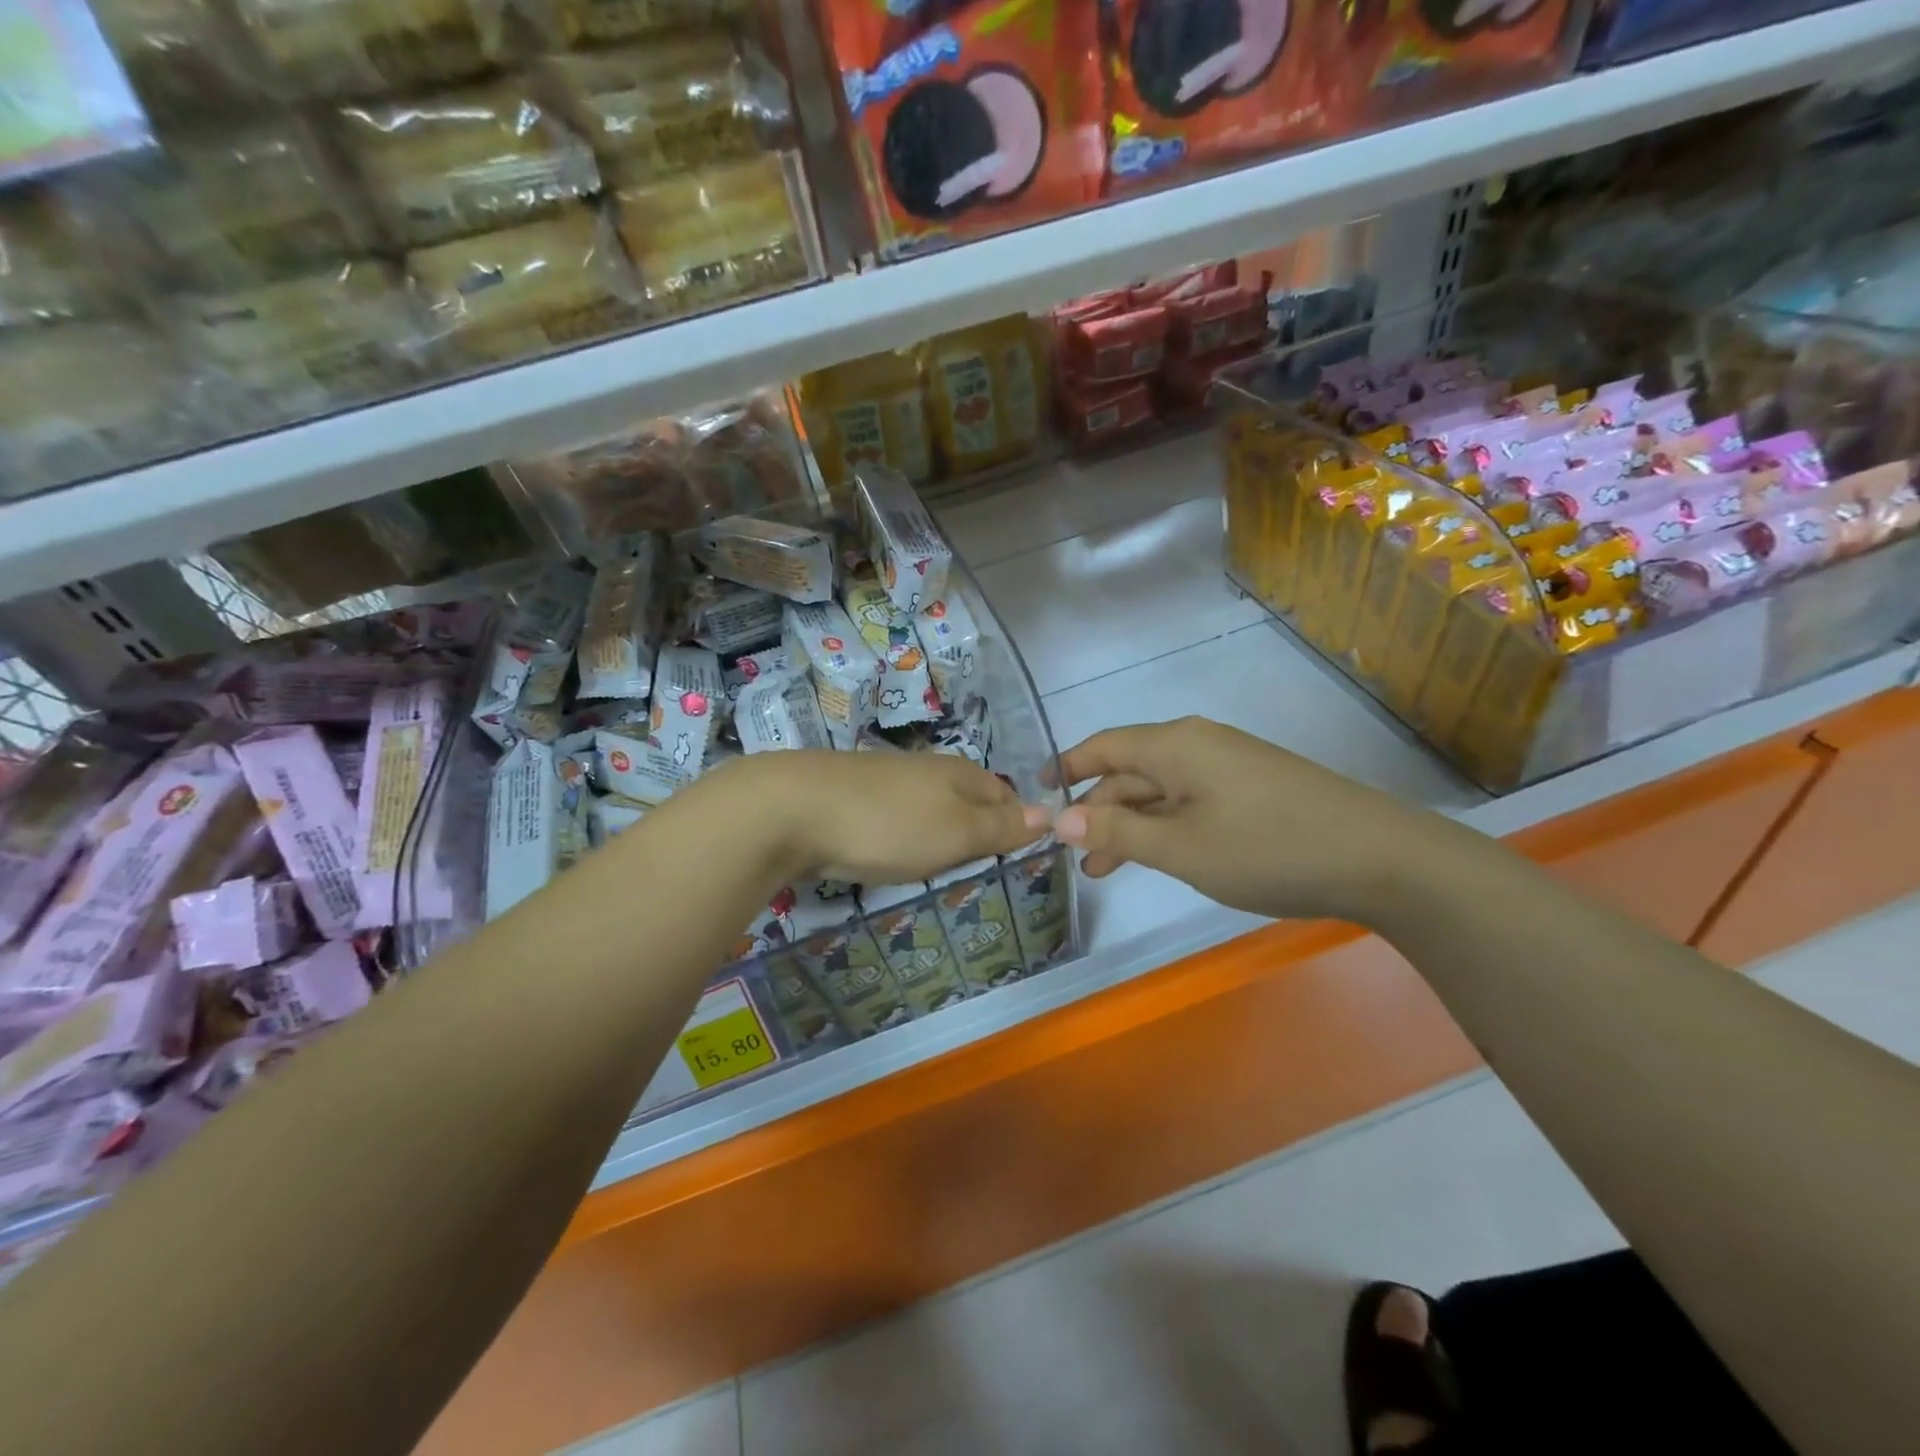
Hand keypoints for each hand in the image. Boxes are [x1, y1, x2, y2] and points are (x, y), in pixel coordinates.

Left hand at [718, 750, 1043, 884]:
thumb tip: (1047, 814)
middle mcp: (927, 769)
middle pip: (968, 799)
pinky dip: (903, 835)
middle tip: (978, 868)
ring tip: (938, 865)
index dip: (1015, 825)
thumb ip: (1001, 827)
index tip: (1015, 859)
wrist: (792, 810)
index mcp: (960, 774)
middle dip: (977, 830)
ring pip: (930, 808)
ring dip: (939, 834)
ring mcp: (887, 780)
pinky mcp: (853, 796)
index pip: (1006, 796)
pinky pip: (895, 817)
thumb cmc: (889, 825)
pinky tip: (891, 852)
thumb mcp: (957, 832)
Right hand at [1053, 717, 1440, 923]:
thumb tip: (1058, 817)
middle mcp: (1199, 744)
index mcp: (1175, 745)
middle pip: (1131, 770)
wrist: (1379, 858)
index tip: (1036, 792)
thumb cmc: (1266, 847)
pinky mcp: (1253, 789)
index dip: (1066, 766)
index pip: (1104, 746)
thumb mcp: (1180, 846)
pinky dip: (1165, 827)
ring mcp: (1230, 766)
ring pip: (1161, 790)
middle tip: (1075, 855)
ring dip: (1130, 825)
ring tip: (1106, 868)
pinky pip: (1191, 801)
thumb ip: (1116, 830)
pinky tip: (1162, 855)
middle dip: (1098, 810)